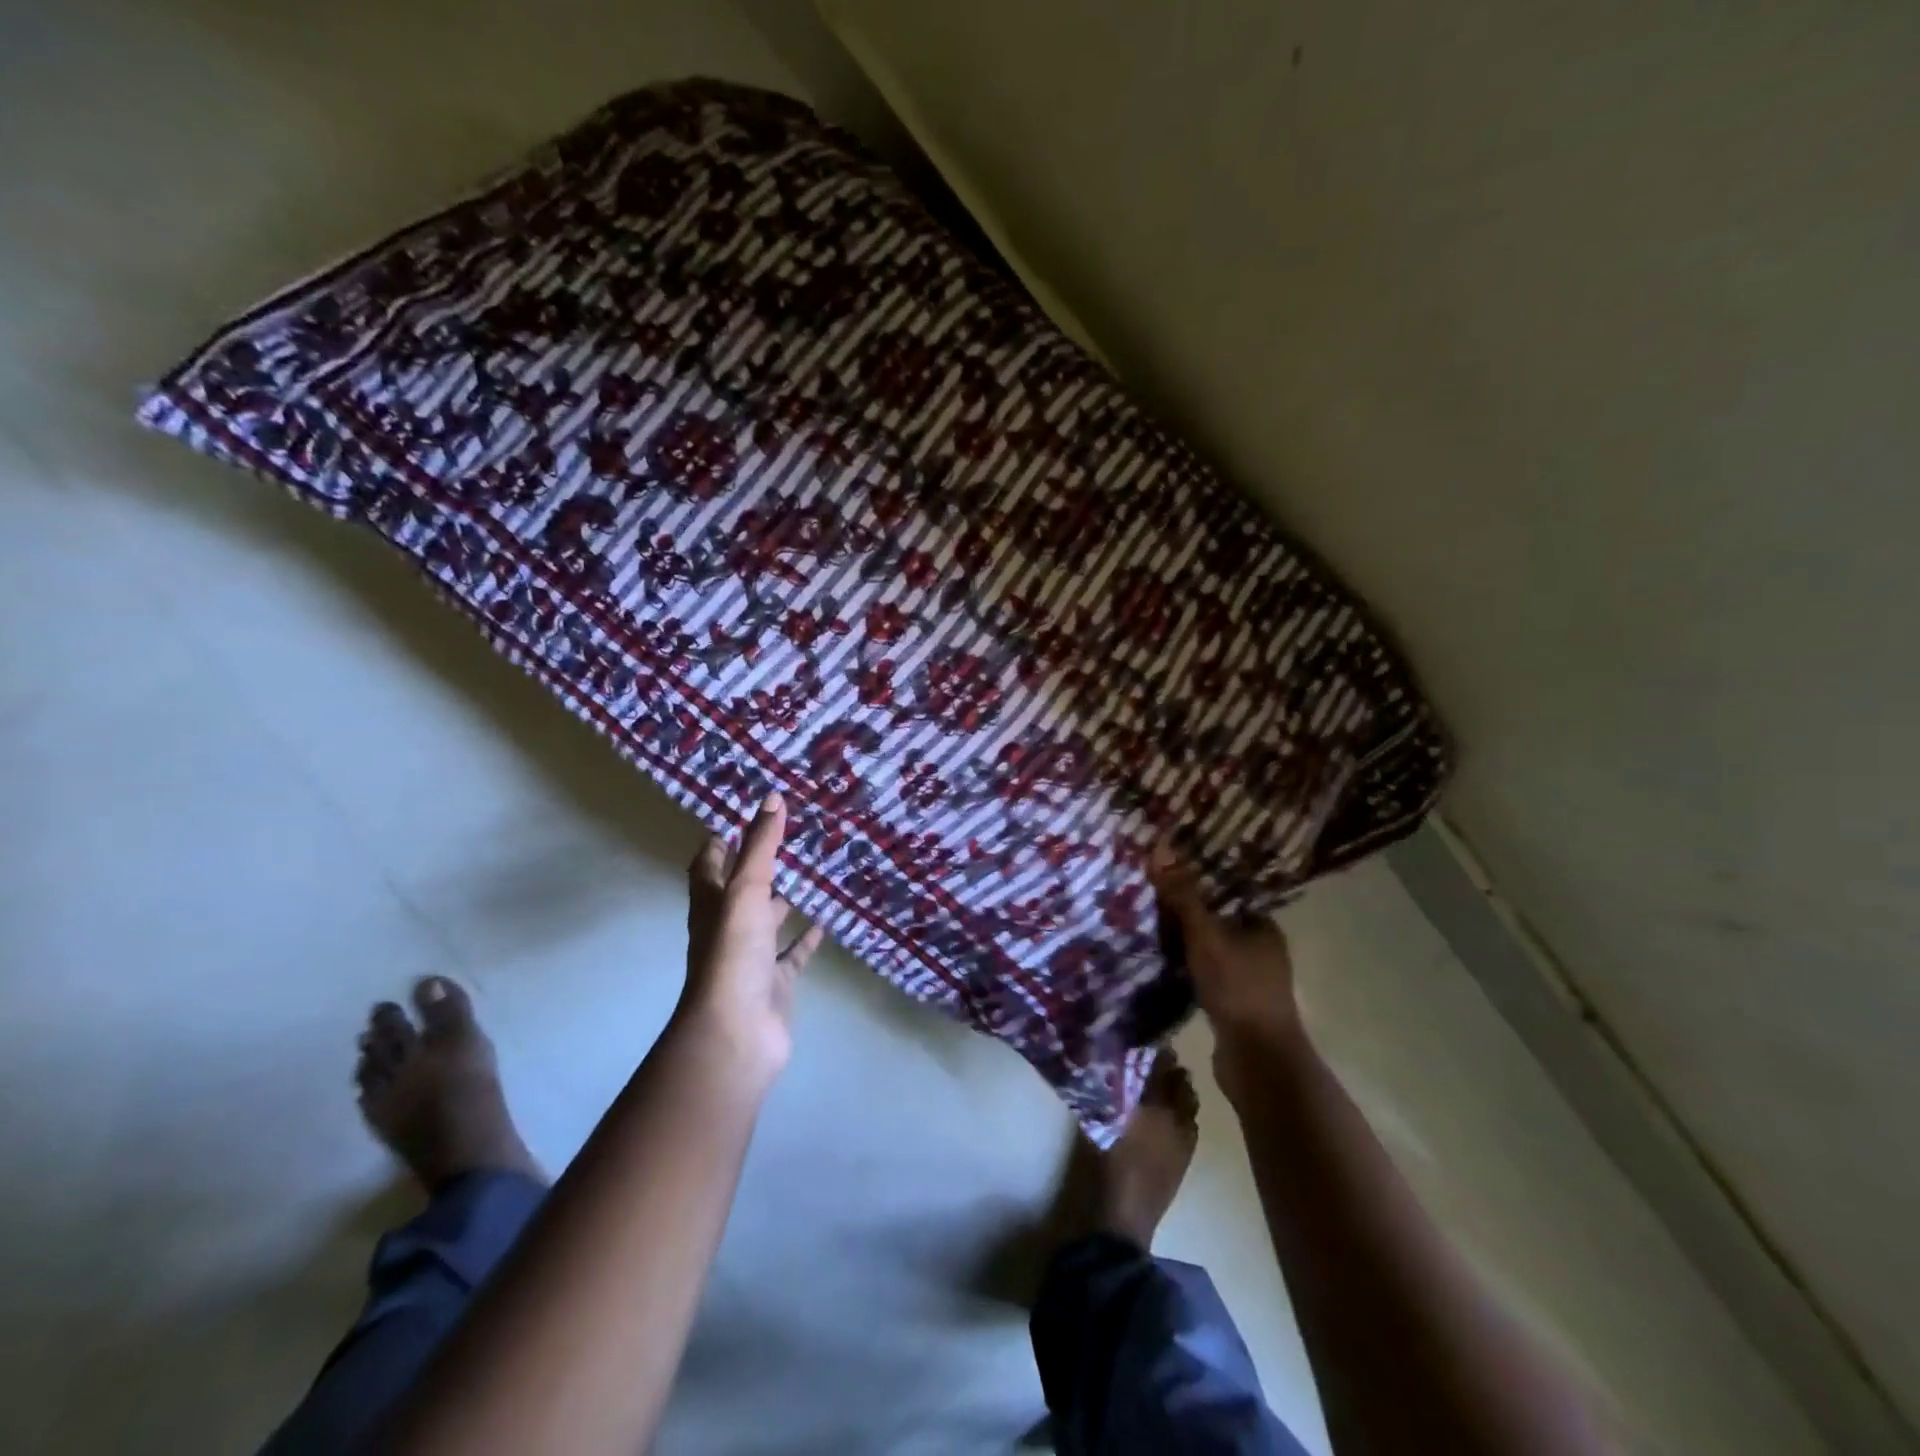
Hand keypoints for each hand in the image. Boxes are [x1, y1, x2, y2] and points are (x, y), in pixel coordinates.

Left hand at [683, 793, 824, 1081]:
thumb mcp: (746, 891)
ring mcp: (751, 957)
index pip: (707, 865)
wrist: (737, 1032)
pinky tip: (826, 921)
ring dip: (784, 900)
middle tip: (788, 839)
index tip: (737, 818)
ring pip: (768, 921)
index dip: (717, 842)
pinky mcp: (774, 981)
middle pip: (740, 891)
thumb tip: (772, 797)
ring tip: (812, 874)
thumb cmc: (733, 953)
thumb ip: (761, 846)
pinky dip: (806, 938)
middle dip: (759, 867)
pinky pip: (792, 954)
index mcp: (711, 904)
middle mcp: (727, 927)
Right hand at [1150, 842, 1301, 1089]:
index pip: (1227, 894)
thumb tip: (1160, 849)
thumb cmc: (1237, 988)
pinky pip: (1204, 976)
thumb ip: (1183, 896)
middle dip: (1184, 914)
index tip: (1164, 875)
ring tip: (1145, 928)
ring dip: (1182, 944)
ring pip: (1208, 951)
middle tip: (1146, 901)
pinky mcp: (1233, 1006)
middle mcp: (1261, 950)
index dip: (1197, 882)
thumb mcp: (1205, 935)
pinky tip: (1158, 965)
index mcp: (1263, 927)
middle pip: (1216, 922)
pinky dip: (1184, 970)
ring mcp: (1248, 980)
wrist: (1256, 1061)